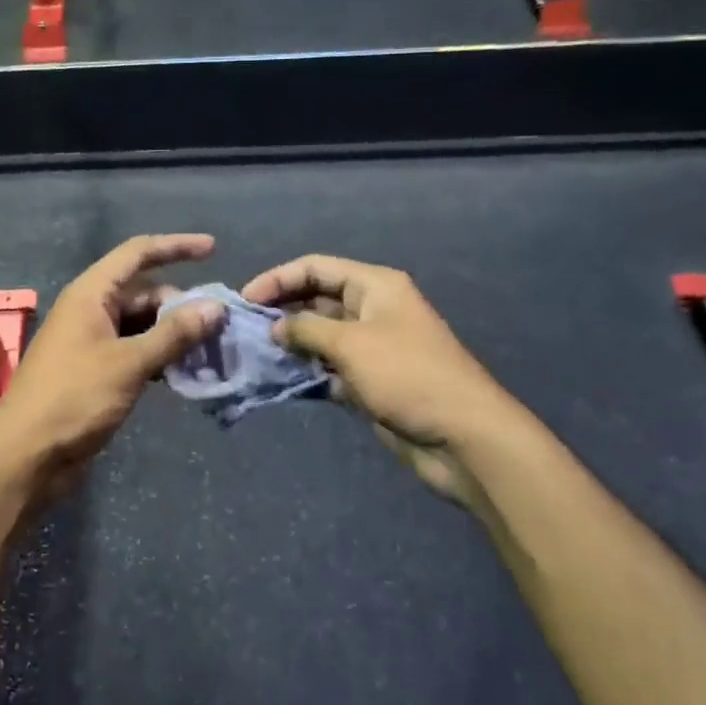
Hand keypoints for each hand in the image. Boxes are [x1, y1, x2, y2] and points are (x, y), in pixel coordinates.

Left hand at [0, 235, 223, 498]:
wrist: (27, 454)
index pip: (137, 253)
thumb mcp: (129, 363)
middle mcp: (91, 310)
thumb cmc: (74, 398)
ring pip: (142, 324)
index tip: (214, 250)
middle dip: (182, 305)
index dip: (176, 246)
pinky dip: (159, 356)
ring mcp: (92, 341)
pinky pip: (135, 350)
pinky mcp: (96, 370)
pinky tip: (184, 372)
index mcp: (91, 294)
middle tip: (220, 327)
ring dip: (174, 334)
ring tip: (211, 351)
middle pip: (145, 292)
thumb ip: (173, 334)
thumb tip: (215, 306)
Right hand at [240, 255, 507, 507]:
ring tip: (253, 354)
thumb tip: (274, 326)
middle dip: (281, 310)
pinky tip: (279, 379)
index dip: (277, 278)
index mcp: (374, 286)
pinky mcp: (369, 380)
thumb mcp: (351, 344)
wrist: (462, 437)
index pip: (315, 267)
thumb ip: (306, 330)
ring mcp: (371, 347)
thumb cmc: (407, 376)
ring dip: (290, 342)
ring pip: (320, 335)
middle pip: (316, 298)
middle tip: (243, 329)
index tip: (244, 300)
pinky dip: (305, 370)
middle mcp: (372, 309)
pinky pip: (328, 367)